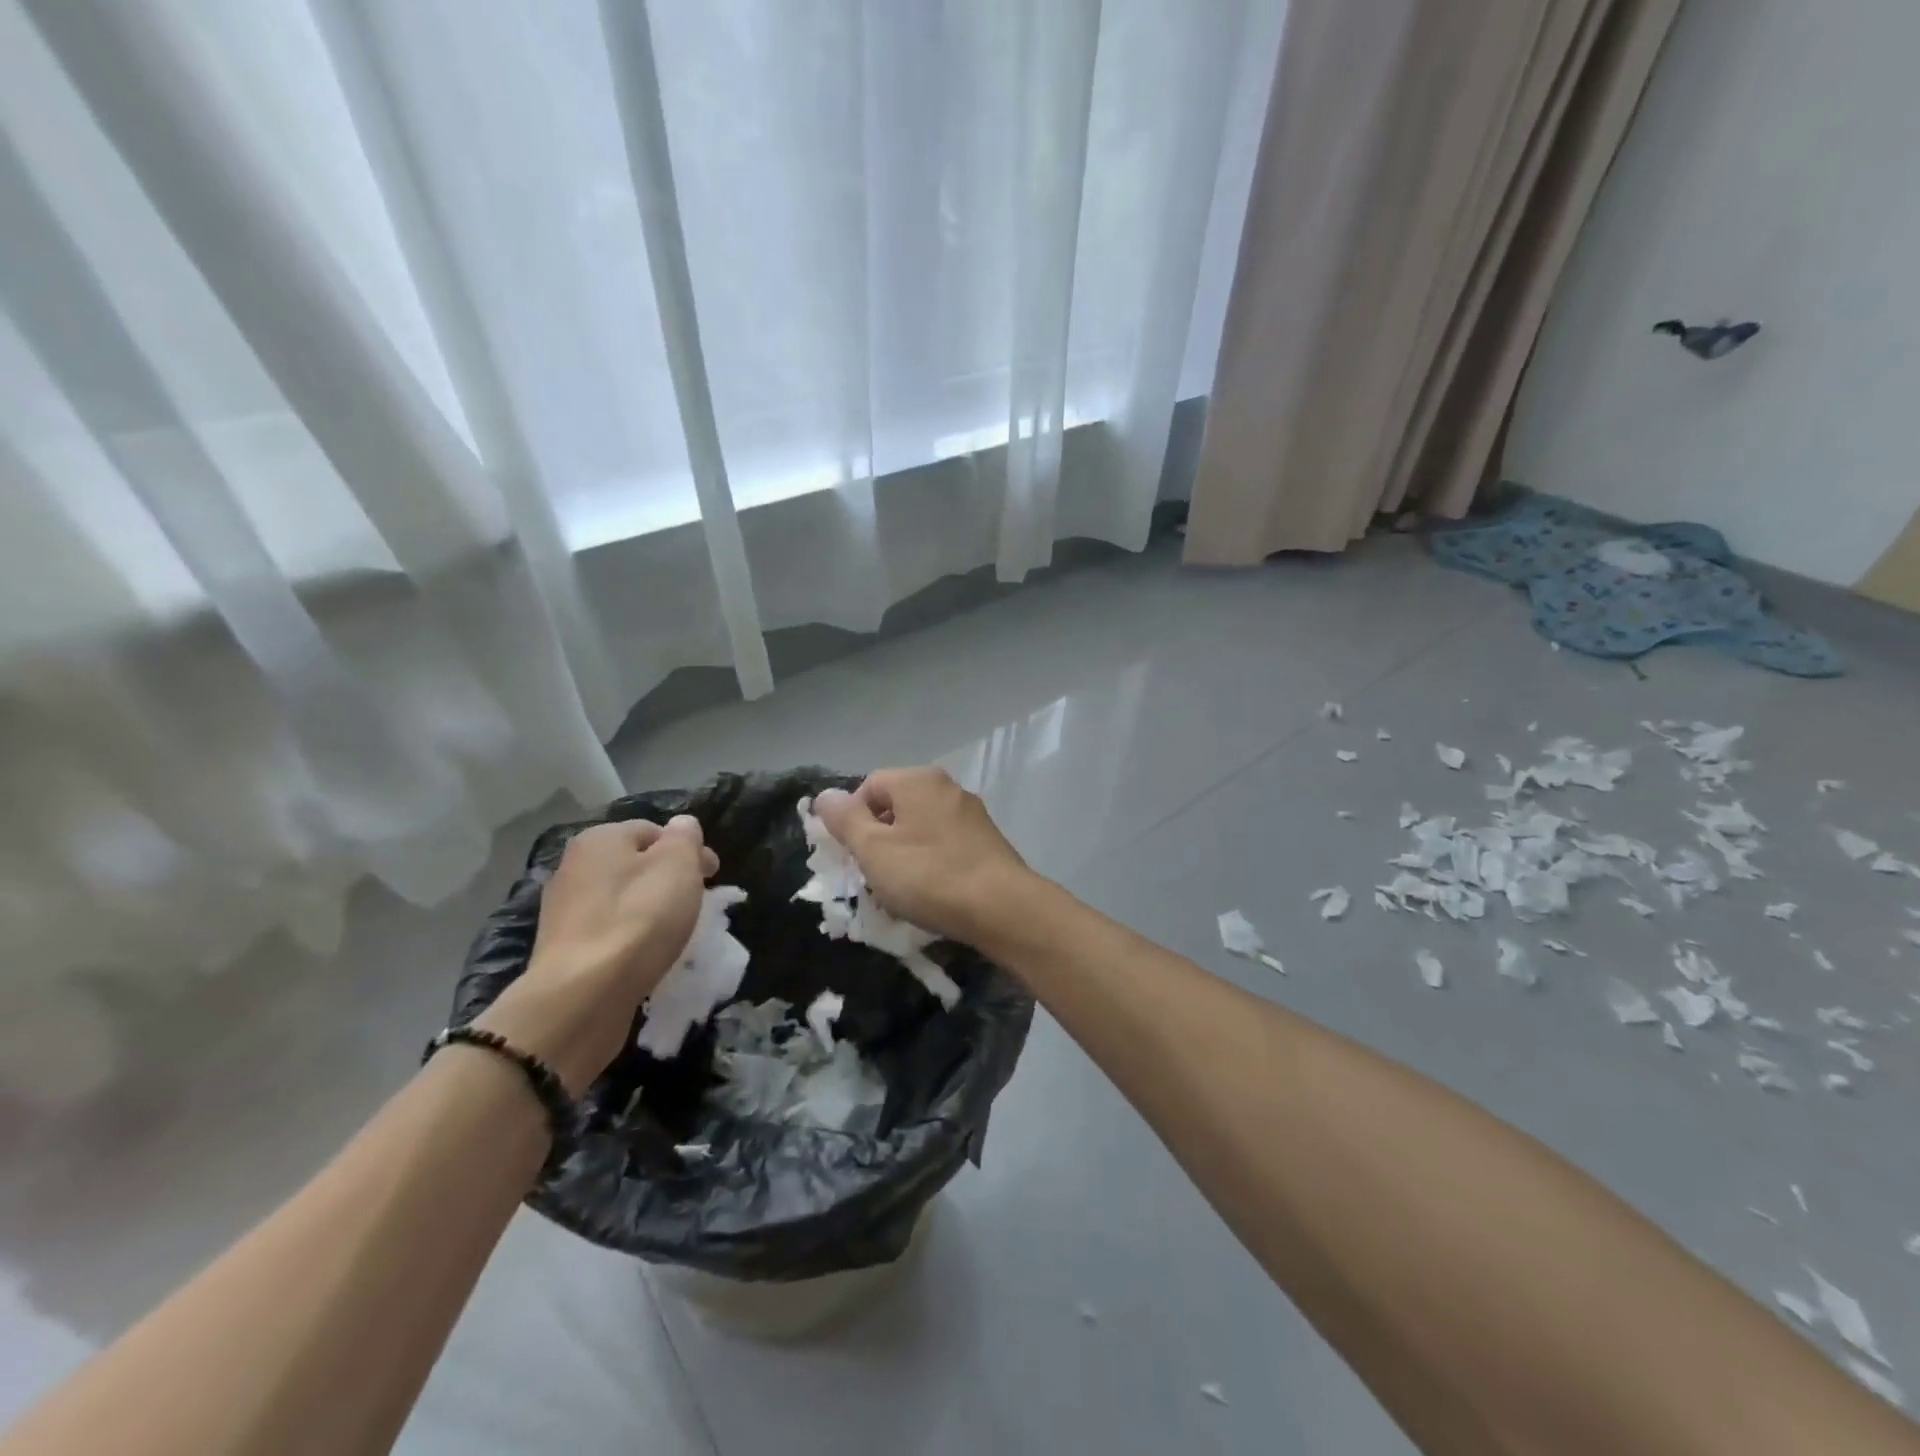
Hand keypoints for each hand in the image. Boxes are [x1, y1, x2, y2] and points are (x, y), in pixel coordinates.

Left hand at [477, 816, 716, 1093]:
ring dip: (649, 910)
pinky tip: (646, 956)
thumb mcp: (678, 865)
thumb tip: (683, 825)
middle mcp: (574, 867)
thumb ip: (685, 837)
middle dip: (668, 880)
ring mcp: (563, 911)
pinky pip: (609, 933)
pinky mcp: (563, 951)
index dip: (688, 849)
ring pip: (622, 900)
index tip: (712, 876)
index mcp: (599, 838)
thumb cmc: (640, 918)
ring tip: (674, 934)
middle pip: (635, 865)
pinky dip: (630, 939)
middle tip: (697, 905)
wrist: (584, 996)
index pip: (654, 830)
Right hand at [813, 767, 1034, 945]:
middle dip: (877, 840)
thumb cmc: (929, 875)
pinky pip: (944, 845)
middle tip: (871, 875)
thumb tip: (825, 796)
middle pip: (896, 806)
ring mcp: (971, 814)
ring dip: (902, 855)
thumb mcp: (874, 849)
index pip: (869, 785)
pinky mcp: (986, 841)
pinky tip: (930, 893)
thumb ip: (846, 820)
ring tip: (898, 891)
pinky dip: (929, 864)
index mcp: (918, 780)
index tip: (850, 855)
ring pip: (920, 829)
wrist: (1003, 908)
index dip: (851, 818)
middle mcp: (947, 787)